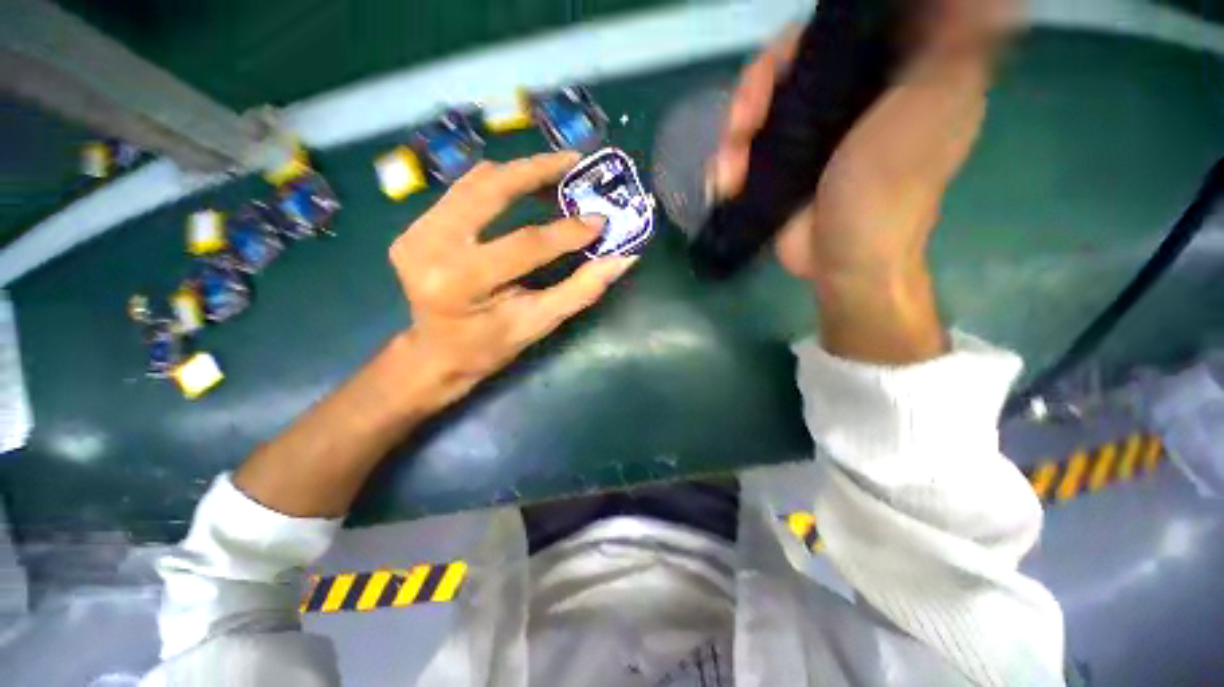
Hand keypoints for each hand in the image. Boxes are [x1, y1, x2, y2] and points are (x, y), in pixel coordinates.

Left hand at [390, 151, 637, 401]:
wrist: (437, 353)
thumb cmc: (490, 345)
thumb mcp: (538, 323)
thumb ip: (580, 290)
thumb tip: (622, 259)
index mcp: (460, 283)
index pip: (523, 245)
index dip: (566, 231)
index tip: (599, 220)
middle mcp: (429, 248)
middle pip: (489, 191)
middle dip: (536, 171)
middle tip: (574, 163)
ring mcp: (416, 232)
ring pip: (474, 182)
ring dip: (518, 172)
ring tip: (555, 171)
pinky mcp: (416, 226)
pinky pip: (462, 192)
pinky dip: (497, 184)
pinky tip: (522, 186)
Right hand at [713, 0, 1016, 284]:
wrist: (846, 261)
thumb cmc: (889, 188)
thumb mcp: (933, 103)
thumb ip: (951, 43)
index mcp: (890, 72)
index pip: (838, 32)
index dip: (800, 42)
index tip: (781, 63)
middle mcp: (846, 97)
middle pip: (787, 69)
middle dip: (754, 93)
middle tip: (740, 125)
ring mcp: (808, 135)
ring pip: (759, 110)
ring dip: (733, 136)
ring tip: (728, 172)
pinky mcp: (780, 168)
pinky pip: (745, 149)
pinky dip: (728, 163)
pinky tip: (724, 183)